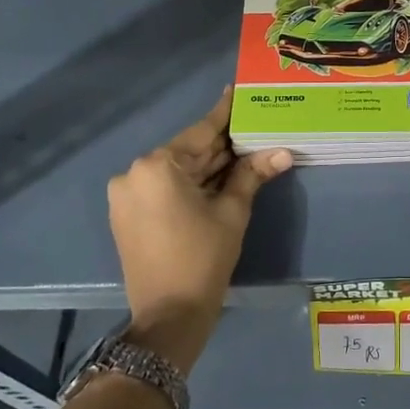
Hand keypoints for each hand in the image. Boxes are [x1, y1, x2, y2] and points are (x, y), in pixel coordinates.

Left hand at [107, 87, 291, 369]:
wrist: (168, 316)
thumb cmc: (203, 258)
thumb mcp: (232, 212)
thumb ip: (252, 175)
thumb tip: (283, 152)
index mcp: (157, 166)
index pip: (201, 132)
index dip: (225, 114)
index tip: (238, 91)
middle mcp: (134, 173)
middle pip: (188, 151)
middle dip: (221, 145)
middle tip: (254, 126)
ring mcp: (127, 195)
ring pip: (177, 170)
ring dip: (208, 166)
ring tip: (244, 150)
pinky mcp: (127, 214)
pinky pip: (164, 188)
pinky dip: (191, 183)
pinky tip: (220, 177)